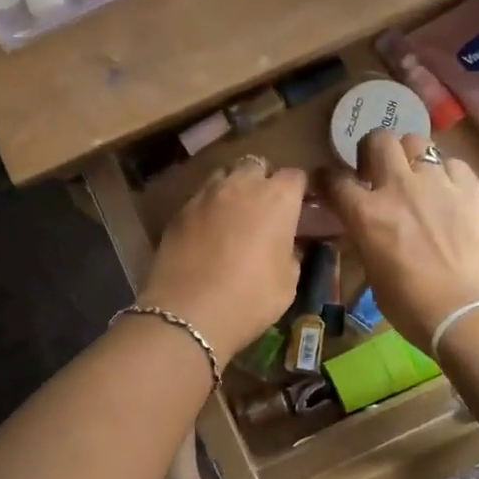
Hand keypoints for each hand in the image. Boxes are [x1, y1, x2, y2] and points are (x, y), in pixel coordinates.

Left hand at [139, 156, 306, 363]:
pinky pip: (200, 197)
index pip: (295, 176)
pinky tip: (208, 230)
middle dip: (263, 180)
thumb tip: (287, 246)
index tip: (299, 208)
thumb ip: (291, 253)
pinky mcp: (179, 211)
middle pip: (257, 165)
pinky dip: (209, 207)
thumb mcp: (288, 282)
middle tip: (265, 208)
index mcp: (277, 198)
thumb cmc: (250, 298)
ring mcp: (206, 195)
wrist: (188, 312)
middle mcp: (241, 185)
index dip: (298, 191)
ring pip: (224, 175)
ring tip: (234, 214)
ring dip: (234, 188)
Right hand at [327, 132, 478, 352]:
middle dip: (373, 150)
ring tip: (416, 176)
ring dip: (410, 155)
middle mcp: (398, 187)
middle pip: (379, 140)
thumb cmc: (415, 309)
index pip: (334, 180)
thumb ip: (368, 243)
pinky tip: (450, 191)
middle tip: (377, 171)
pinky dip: (446, 172)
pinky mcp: (472, 188)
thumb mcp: (375, 277)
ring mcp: (437, 183)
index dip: (327, 178)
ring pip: (417, 140)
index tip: (328, 182)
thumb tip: (369, 232)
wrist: (472, 313)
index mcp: (366, 214)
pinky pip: (454, 163)